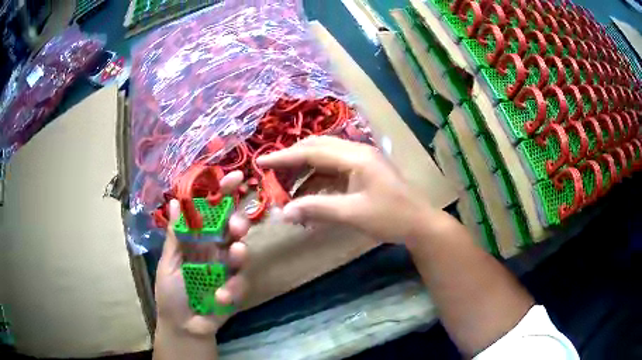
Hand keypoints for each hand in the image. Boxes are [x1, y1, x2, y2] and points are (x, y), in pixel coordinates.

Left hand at [155, 171, 249, 336]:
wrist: (183, 326)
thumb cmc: (171, 293)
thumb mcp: (169, 263)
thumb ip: (176, 237)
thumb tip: (176, 203)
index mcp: (196, 240)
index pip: (210, 212)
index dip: (221, 195)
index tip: (234, 178)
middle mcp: (214, 250)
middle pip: (231, 228)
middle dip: (237, 222)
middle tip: (237, 225)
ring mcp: (227, 270)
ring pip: (241, 252)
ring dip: (239, 252)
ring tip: (236, 253)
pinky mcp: (237, 289)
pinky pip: (241, 282)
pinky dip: (232, 288)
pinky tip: (220, 297)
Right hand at [257, 136, 436, 242]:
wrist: (420, 224)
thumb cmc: (391, 217)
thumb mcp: (352, 213)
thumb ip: (317, 209)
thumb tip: (283, 212)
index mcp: (355, 157)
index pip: (312, 152)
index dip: (284, 157)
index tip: (261, 163)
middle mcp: (356, 153)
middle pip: (317, 149)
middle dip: (292, 161)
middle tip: (272, 175)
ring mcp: (360, 162)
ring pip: (324, 160)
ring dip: (304, 173)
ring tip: (287, 191)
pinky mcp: (362, 174)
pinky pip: (333, 173)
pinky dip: (318, 183)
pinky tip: (308, 197)